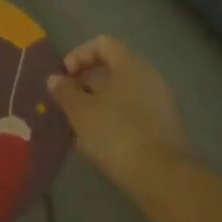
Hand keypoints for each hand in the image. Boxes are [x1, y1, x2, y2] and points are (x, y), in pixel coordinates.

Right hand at [47, 35, 187, 177]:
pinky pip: (134, 112)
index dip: (79, 55)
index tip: (64, 76)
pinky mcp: (165, 127)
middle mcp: (149, 76)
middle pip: (113, 68)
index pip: (103, 43)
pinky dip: (115, 119)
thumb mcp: (80, 112)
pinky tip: (101, 141)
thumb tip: (55, 78)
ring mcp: (161, 102)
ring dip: (99, 103)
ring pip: (123, 92)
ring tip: (80, 125)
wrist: (162, 178)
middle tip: (68, 102)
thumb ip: (65, 91)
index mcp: (130, 64)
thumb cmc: (116, 134)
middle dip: (86, 82)